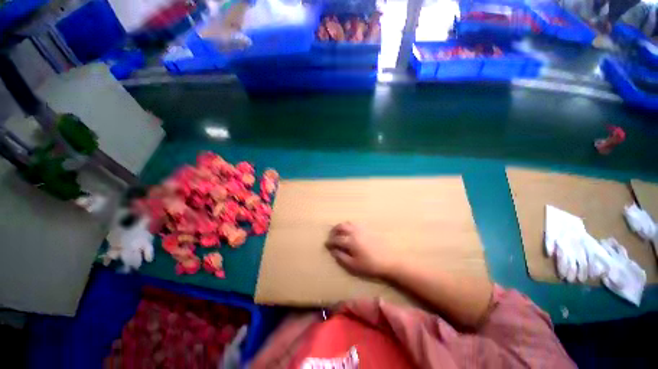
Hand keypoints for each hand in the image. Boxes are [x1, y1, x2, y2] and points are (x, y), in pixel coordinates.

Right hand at [325, 222, 394, 277]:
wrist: (389, 260)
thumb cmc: (370, 265)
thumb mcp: (354, 266)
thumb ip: (341, 257)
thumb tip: (333, 251)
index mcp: (350, 241)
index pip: (336, 239)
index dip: (330, 241)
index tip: (326, 244)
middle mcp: (355, 232)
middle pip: (341, 227)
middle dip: (334, 230)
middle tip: (331, 236)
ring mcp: (361, 229)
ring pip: (348, 223)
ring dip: (341, 227)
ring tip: (339, 233)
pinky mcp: (368, 229)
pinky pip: (355, 224)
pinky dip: (349, 226)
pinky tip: (350, 232)